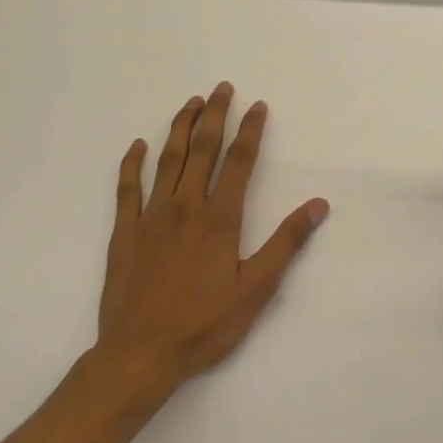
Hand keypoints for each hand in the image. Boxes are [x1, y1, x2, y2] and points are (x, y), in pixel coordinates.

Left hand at [94, 82, 327, 402]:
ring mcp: (151, 216)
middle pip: (203, 149)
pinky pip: (127, 188)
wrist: (139, 354)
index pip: (238, 161)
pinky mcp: (124, 232)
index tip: (257, 105)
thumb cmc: (204, 324)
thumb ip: (286, 243)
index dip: (250, 130)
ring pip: (168, 160)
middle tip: (222, 88)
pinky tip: (138, 145)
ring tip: (191, 103)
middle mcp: (186, 206)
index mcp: (220, 217)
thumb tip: (318, 205)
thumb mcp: (256, 289)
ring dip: (181, 128)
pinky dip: (132, 163)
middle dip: (215, 115)